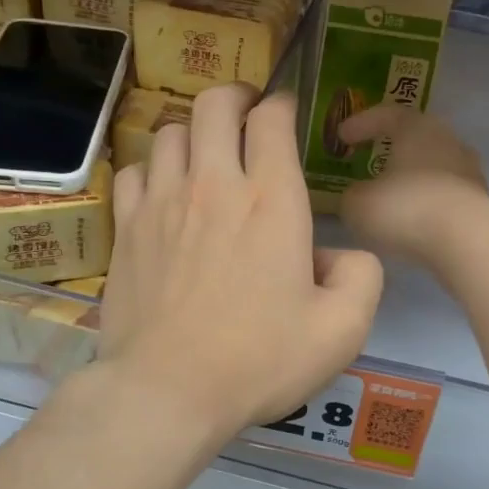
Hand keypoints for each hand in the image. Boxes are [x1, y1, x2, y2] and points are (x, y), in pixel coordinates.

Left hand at [99, 84, 383, 437]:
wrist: (167, 391)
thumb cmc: (258, 360)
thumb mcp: (342, 330)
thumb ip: (362, 277)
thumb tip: (339, 255)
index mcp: (271, 200)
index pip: (271, 118)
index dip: (282, 105)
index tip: (287, 115)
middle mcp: (213, 185)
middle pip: (214, 104)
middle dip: (236, 97)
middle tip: (247, 116)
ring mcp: (162, 203)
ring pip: (170, 131)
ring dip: (194, 133)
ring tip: (206, 157)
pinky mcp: (127, 228)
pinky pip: (134, 171)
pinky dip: (152, 169)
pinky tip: (163, 193)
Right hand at [337, 104, 488, 265]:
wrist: (466, 241)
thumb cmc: (406, 209)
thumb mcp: (358, 204)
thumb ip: (352, 195)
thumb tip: (357, 195)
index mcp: (417, 128)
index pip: (386, 114)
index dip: (361, 123)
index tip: (341, 136)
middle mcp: (448, 141)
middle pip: (416, 138)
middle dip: (391, 149)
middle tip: (369, 159)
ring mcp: (469, 171)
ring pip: (433, 167)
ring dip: (411, 178)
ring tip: (391, 195)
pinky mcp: (480, 201)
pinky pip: (445, 194)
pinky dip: (427, 201)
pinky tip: (413, 219)